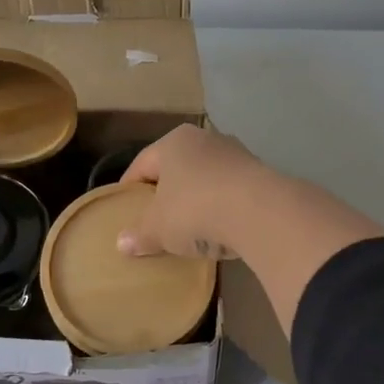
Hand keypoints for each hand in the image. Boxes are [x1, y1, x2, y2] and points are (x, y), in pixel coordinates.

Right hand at [116, 125, 273, 260]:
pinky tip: (220, 228)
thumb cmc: (195, 210)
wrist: (260, 212)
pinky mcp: (262, 174)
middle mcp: (205, 139)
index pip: (143, 163)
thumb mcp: (159, 228)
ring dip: (197, 198)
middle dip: (167, 191)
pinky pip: (231, 192)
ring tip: (191, 226)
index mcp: (174, 142)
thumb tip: (121, 244)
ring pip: (206, 178)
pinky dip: (222, 207)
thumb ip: (140, 234)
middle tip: (156, 217)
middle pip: (177, 167)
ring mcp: (237, 154)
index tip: (125, 207)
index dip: (130, 187)